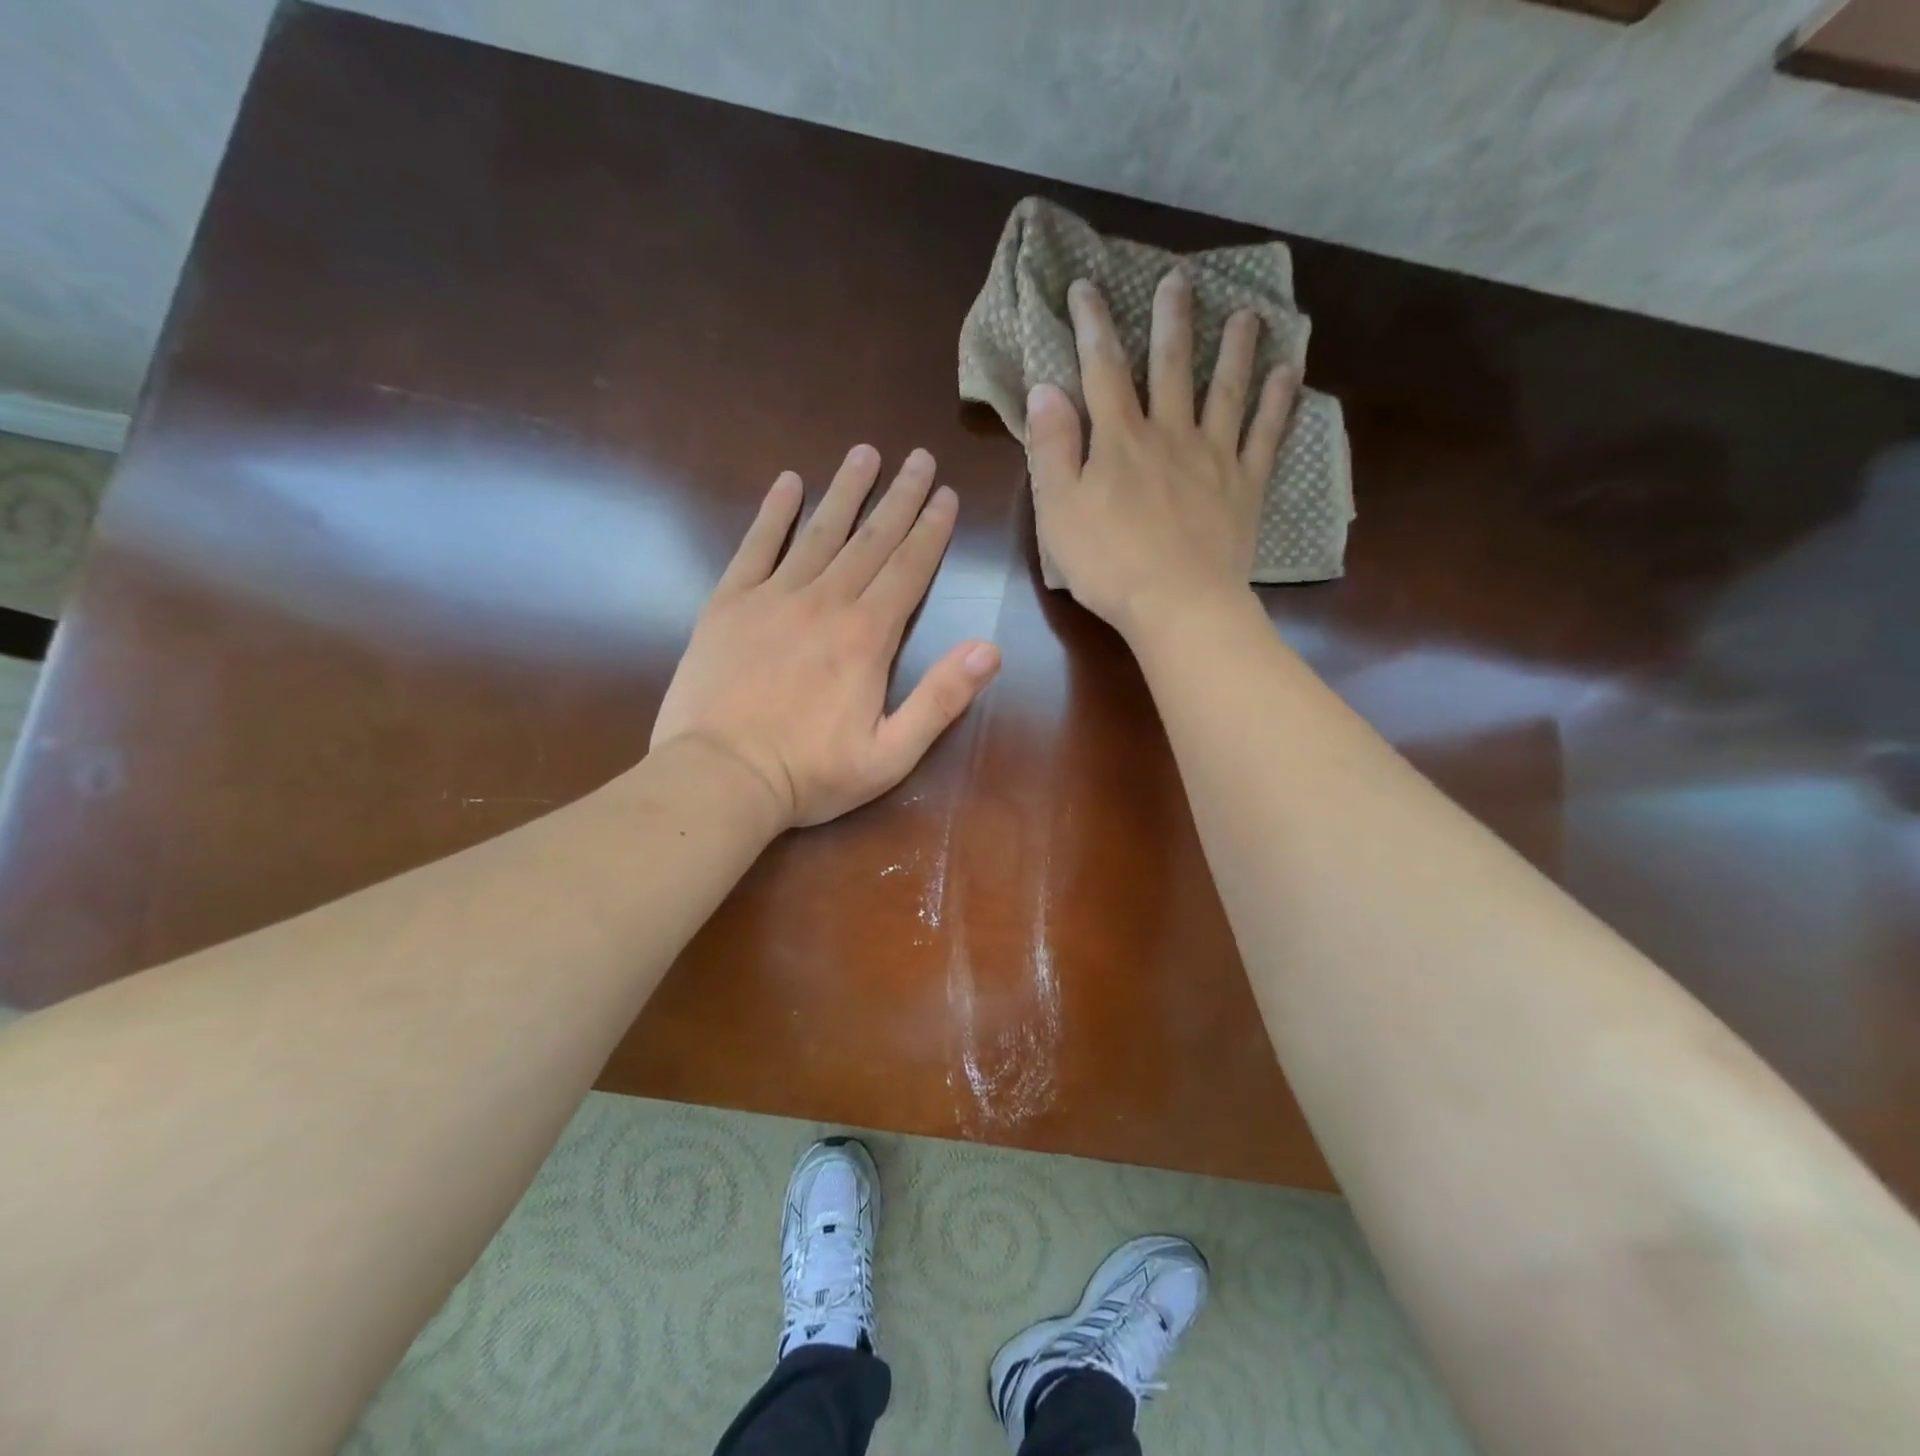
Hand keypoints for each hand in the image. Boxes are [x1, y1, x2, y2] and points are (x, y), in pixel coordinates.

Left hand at [650, 445, 1001, 828]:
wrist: (720, 778)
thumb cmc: (810, 774)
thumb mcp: (892, 755)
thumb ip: (941, 699)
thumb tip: (990, 649)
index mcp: (867, 637)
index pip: (909, 569)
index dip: (931, 530)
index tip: (946, 494)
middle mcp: (825, 603)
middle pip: (871, 539)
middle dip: (900, 497)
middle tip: (919, 458)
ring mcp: (773, 598)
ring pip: (819, 532)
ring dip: (846, 491)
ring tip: (865, 453)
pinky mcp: (729, 604)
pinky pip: (755, 546)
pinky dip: (773, 513)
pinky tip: (788, 483)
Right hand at [1028, 273, 1296, 637]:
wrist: (1177, 604)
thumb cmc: (1108, 563)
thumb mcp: (1058, 510)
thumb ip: (1052, 448)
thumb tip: (1046, 389)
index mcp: (1120, 440)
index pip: (1102, 371)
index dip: (1092, 326)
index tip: (1086, 287)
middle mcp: (1170, 435)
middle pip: (1171, 367)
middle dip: (1171, 321)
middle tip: (1179, 280)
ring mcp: (1214, 458)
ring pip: (1226, 391)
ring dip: (1235, 349)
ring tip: (1246, 314)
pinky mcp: (1245, 488)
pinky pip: (1266, 436)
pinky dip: (1278, 402)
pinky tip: (1290, 372)